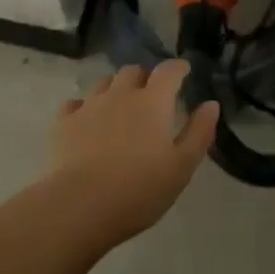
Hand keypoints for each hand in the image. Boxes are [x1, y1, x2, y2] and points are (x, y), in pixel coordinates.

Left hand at [49, 61, 219, 240]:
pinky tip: (87, 122)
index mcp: (152, 102)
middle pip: (133, 71)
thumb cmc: (139, 189)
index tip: (183, 70)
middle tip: (151, 95)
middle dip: (144, 78)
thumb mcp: (182, 167)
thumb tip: (211, 104)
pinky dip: (84, 108)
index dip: (178, 68)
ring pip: (104, 84)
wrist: (80, 206)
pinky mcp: (63, 122)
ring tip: (120, 107)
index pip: (168, 71)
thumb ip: (199, 132)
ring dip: (115, 89)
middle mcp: (120, 94)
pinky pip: (75, 104)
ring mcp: (88, 106)